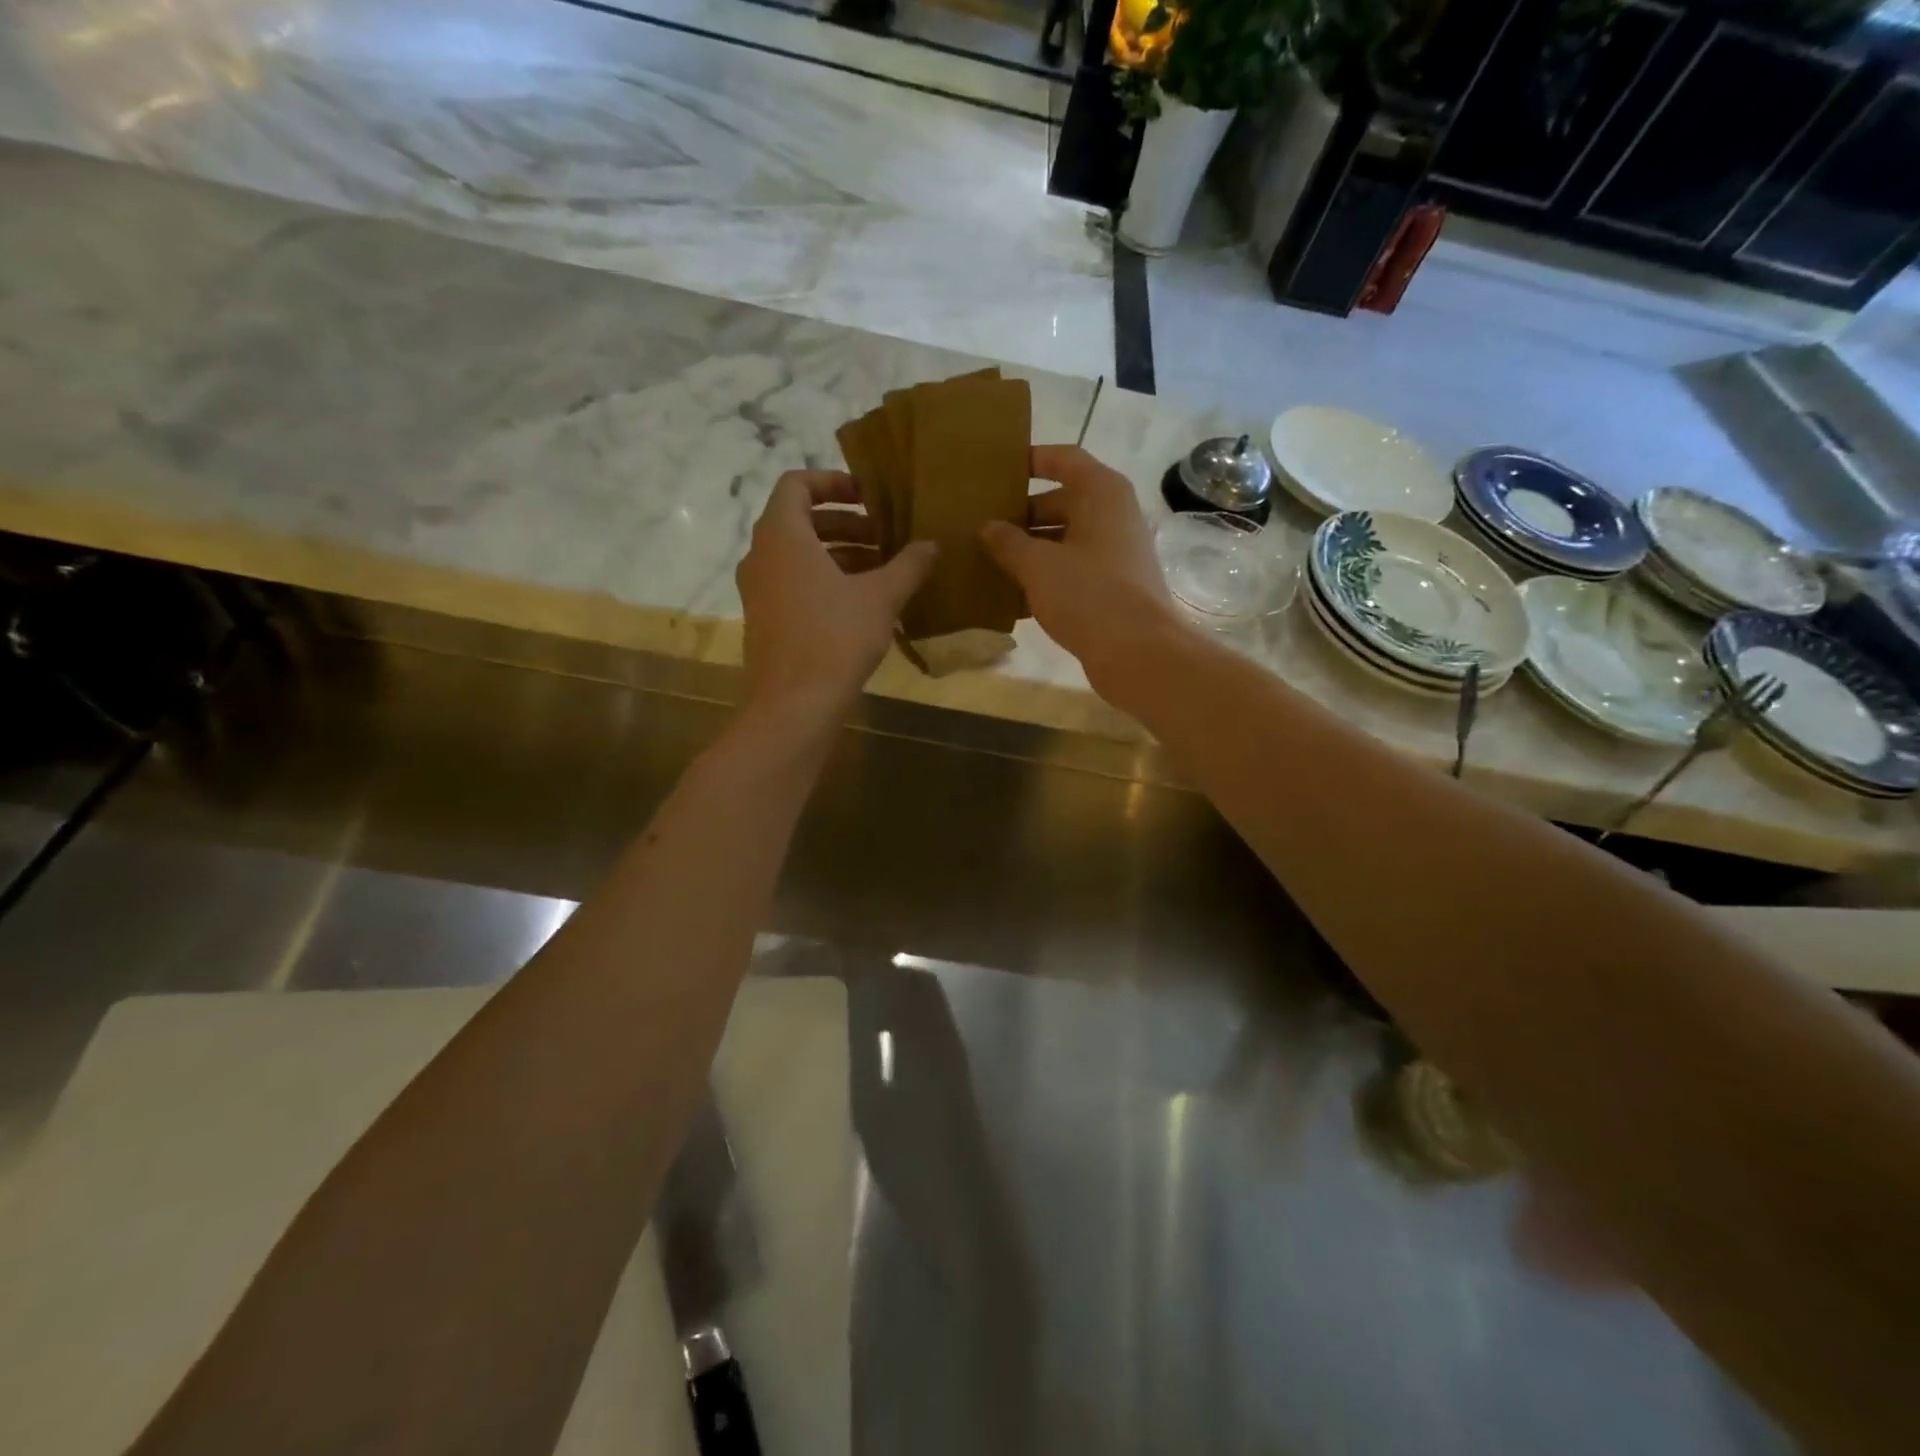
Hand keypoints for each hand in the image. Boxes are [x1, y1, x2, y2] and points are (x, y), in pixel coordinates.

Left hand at [736, 470, 936, 719]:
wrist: (793, 705)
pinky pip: (793, 583)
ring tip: (881, 571)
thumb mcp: (881, 597)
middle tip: (884, 537)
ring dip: (839, 554)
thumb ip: (908, 564)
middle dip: (845, 524)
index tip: (868, 496)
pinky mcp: (764, 619)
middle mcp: (761, 555)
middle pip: (800, 520)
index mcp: (782, 535)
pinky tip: (862, 604)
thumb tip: (932, 544)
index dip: (833, 482)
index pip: (796, 484)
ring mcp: (758, 590)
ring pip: (798, 555)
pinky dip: (824, 580)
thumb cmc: (835, 639)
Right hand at [980, 445, 1186, 697]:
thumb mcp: (1038, 565)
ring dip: (1029, 552)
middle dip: (1020, 516)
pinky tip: (1011, 599)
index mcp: (1101, 493)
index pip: (1064, 459)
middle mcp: (1113, 516)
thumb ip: (1007, 542)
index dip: (1031, 460)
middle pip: (1061, 503)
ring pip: (1064, 541)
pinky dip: (1045, 579)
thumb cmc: (1088, 594)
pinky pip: (1072, 572)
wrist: (1138, 653)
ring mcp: (1115, 553)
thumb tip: (986, 527)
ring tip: (987, 562)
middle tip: (981, 527)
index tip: (997, 471)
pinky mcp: (1113, 588)